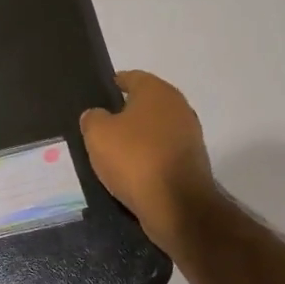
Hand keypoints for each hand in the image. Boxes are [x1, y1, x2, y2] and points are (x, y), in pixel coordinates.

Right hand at [79, 70, 220, 254]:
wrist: (178, 206)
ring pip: (155, 129)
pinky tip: (131, 170)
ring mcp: (189, 136)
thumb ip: (92, 118)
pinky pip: (162, 152)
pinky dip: (148, 157)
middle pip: (146, 104)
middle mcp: (178, 107)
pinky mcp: (192, 162)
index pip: (132, 77)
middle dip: (125, 112)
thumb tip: (97, 116)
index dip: (114, 84)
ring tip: (113, 151)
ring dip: (138, 137)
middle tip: (100, 125)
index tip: (98, 95)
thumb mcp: (97, 134)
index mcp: (157, 91)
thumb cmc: (135, 159)